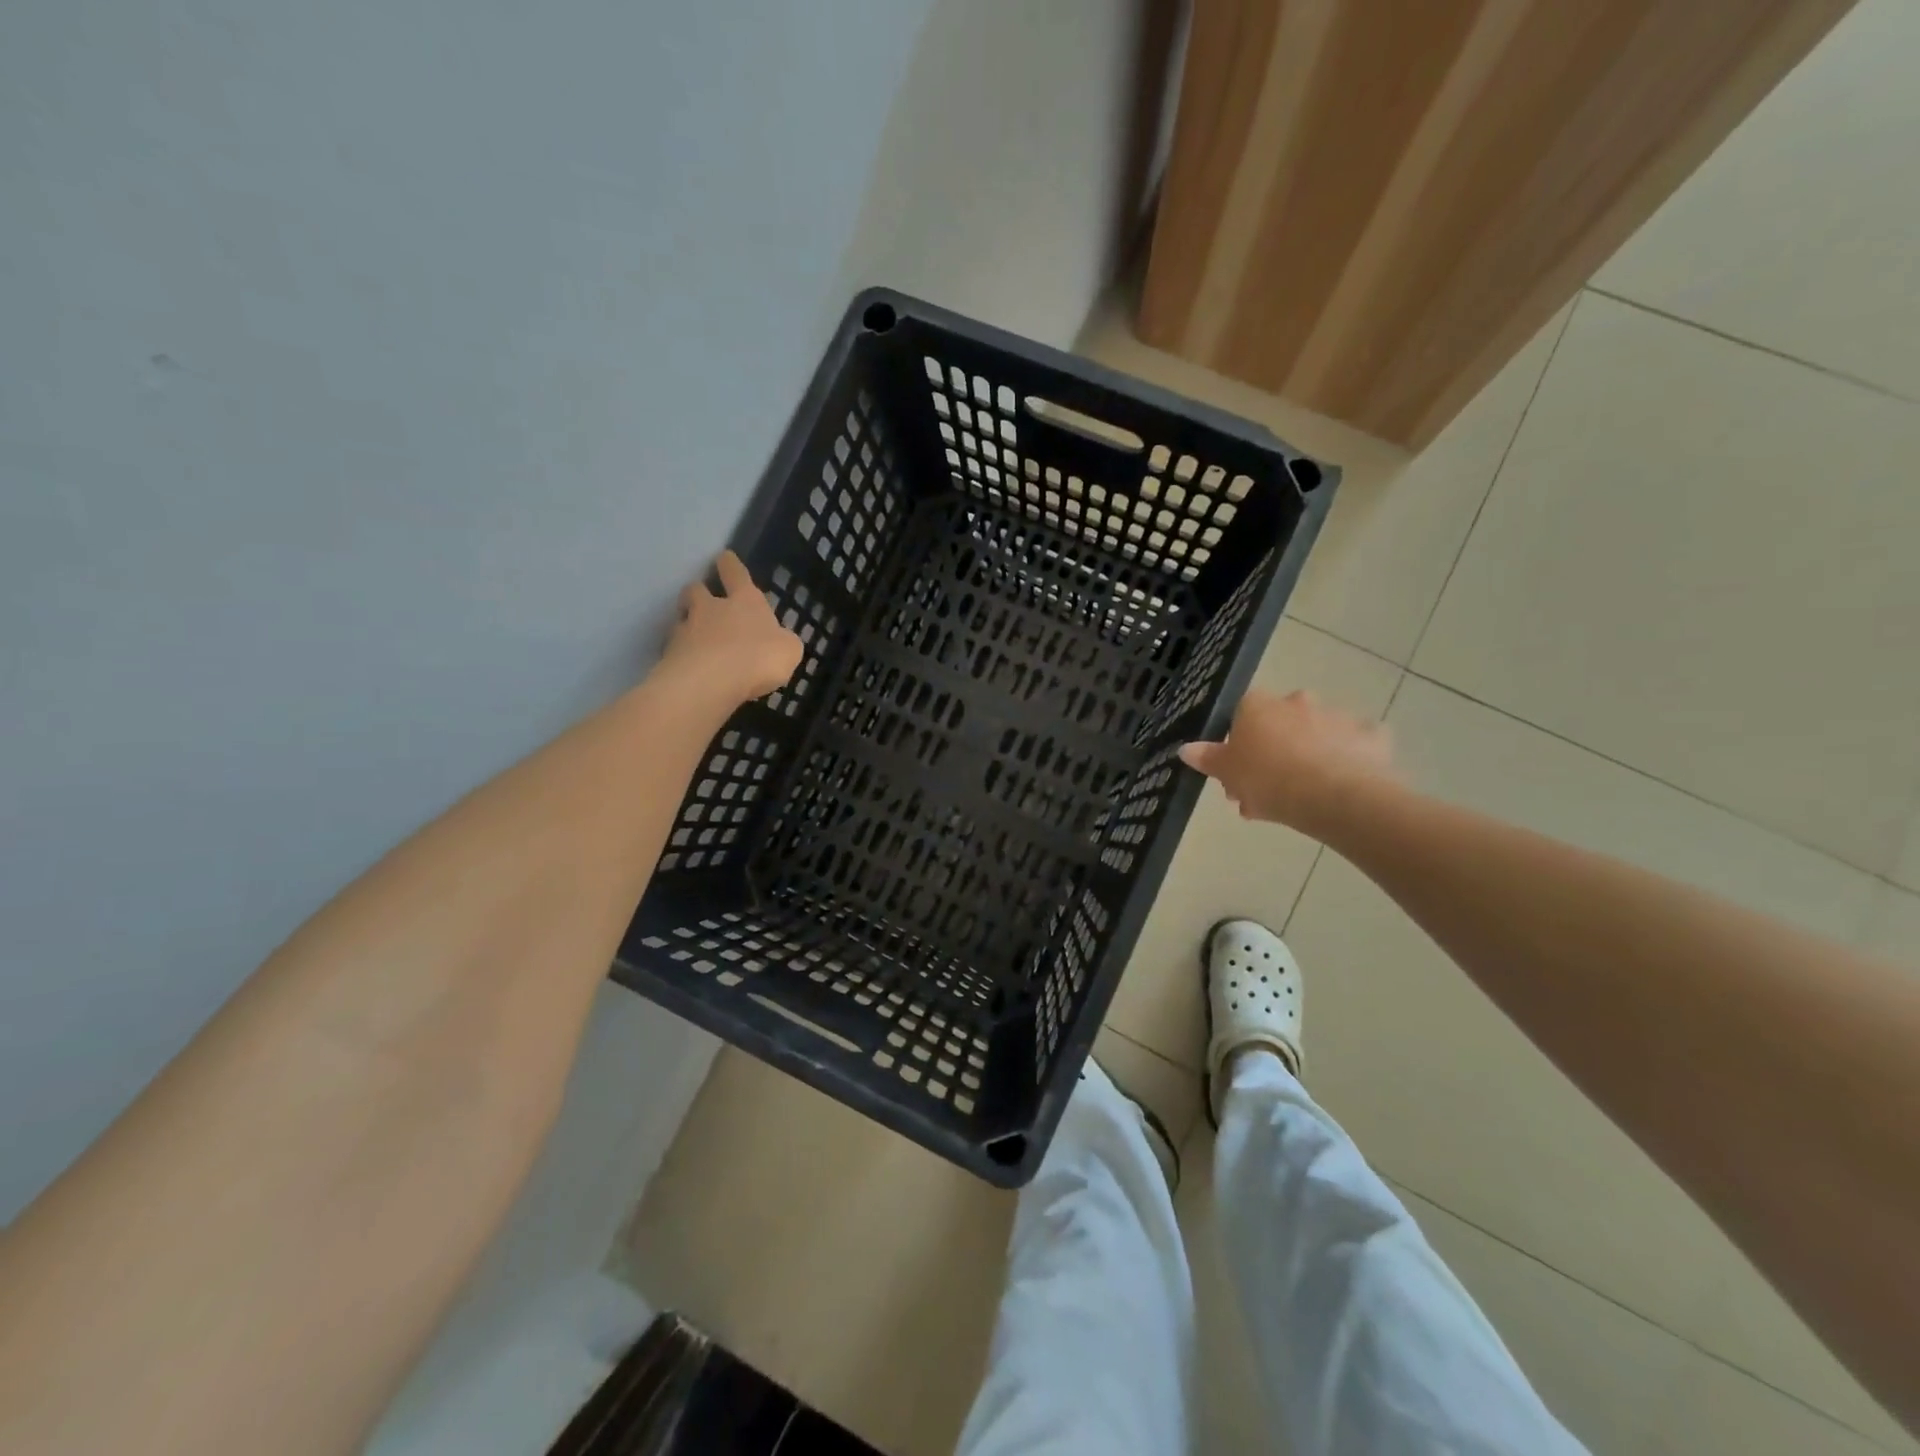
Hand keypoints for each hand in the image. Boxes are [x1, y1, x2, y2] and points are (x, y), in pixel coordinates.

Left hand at [660, 551, 803, 703]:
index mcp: (744, 601)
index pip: (735, 573)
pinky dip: (681, 654)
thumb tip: (779, 640)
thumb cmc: (757, 658)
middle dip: (699, 591)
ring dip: (686, 621)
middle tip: (702, 600)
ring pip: (680, 616)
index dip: (730, 564)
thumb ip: (783, 642)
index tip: (724, 556)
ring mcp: (686, 630)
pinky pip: (674, 648)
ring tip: (693, 636)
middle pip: (697, 589)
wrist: (710, 681)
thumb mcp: (788, 650)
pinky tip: (689, 667)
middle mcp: (711, 608)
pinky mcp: (669, 655)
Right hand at [1179, 690, 1399, 837]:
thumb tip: (1184, 748)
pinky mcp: (1371, 735)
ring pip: (1316, 735)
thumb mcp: (1227, 773)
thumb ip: (1207, 758)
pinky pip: (1354, 747)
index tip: (1239, 772)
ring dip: (1308, 757)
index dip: (1239, 744)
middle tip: (1267, 791)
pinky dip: (1348, 761)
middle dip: (1274, 752)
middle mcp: (1297, 701)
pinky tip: (1342, 786)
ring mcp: (1337, 716)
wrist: (1334, 796)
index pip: (1241, 715)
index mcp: (1259, 705)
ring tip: (1303, 798)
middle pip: (1280, 724)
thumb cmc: (1268, 779)